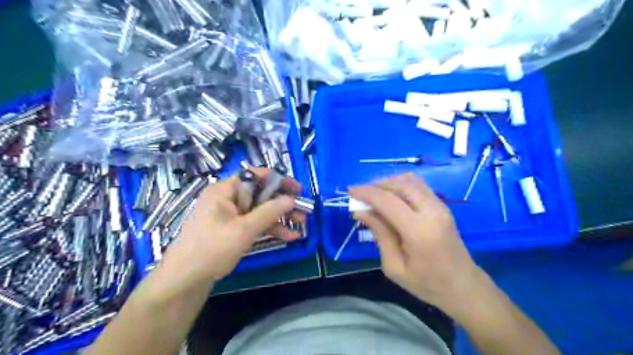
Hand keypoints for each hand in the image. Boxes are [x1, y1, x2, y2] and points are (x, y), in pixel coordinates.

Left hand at [163, 168, 305, 282]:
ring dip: (280, 217)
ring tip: (301, 225)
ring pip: (260, 209)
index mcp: (225, 190)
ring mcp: (230, 214)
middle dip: (283, 203)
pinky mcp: (232, 228)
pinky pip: (254, 222)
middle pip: (261, 193)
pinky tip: (288, 236)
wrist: (185, 280)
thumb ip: (269, 212)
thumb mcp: (244, 229)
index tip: (297, 190)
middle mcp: (228, 198)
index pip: (256, 175)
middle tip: (303, 211)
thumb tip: (291, 199)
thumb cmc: (212, 248)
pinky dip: (270, 228)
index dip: (279, 180)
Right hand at [352, 173, 479, 311]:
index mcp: (419, 231)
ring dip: (389, 182)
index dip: (366, 193)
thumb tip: (361, 211)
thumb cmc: (426, 284)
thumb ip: (379, 234)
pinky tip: (391, 197)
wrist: (463, 286)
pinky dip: (400, 185)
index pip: (388, 201)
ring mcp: (440, 206)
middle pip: (400, 183)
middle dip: (377, 185)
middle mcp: (432, 212)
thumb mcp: (394, 266)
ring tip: (375, 196)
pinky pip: (418, 185)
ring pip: (410, 180)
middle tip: (361, 195)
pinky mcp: (442, 205)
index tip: (350, 191)